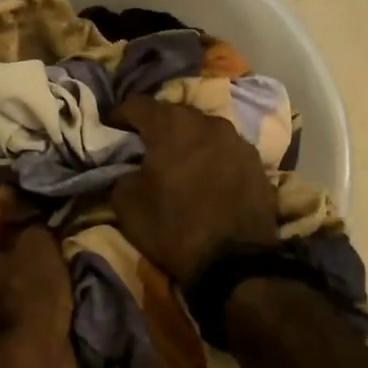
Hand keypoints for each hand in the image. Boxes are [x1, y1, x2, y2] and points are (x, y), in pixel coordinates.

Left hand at [0, 186, 76, 367]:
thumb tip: (36, 225)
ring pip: (1, 262)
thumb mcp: (38, 249)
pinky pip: (11, 286)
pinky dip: (28, 274)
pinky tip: (51, 265)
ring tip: (52, 232)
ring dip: (23, 249)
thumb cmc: (26, 300)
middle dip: (16, 220)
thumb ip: (36, 227)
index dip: (10, 189)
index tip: (35, 181)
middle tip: (45, 205)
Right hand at [108, 97, 277, 283]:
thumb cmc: (174, 228)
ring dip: (186, 138)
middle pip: (172, 112)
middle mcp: (205, 121)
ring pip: (202, 128)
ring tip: (178, 158)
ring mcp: (236, 139)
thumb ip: (121, 175)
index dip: (119, 114)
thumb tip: (128, 169)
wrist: (235, 263)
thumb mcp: (127, 205)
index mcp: (170, 125)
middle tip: (143, 144)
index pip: (137, 104)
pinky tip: (206, 173)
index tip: (111, 128)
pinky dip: (211, 154)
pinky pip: (225, 147)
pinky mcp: (256, 160)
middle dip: (155, 124)